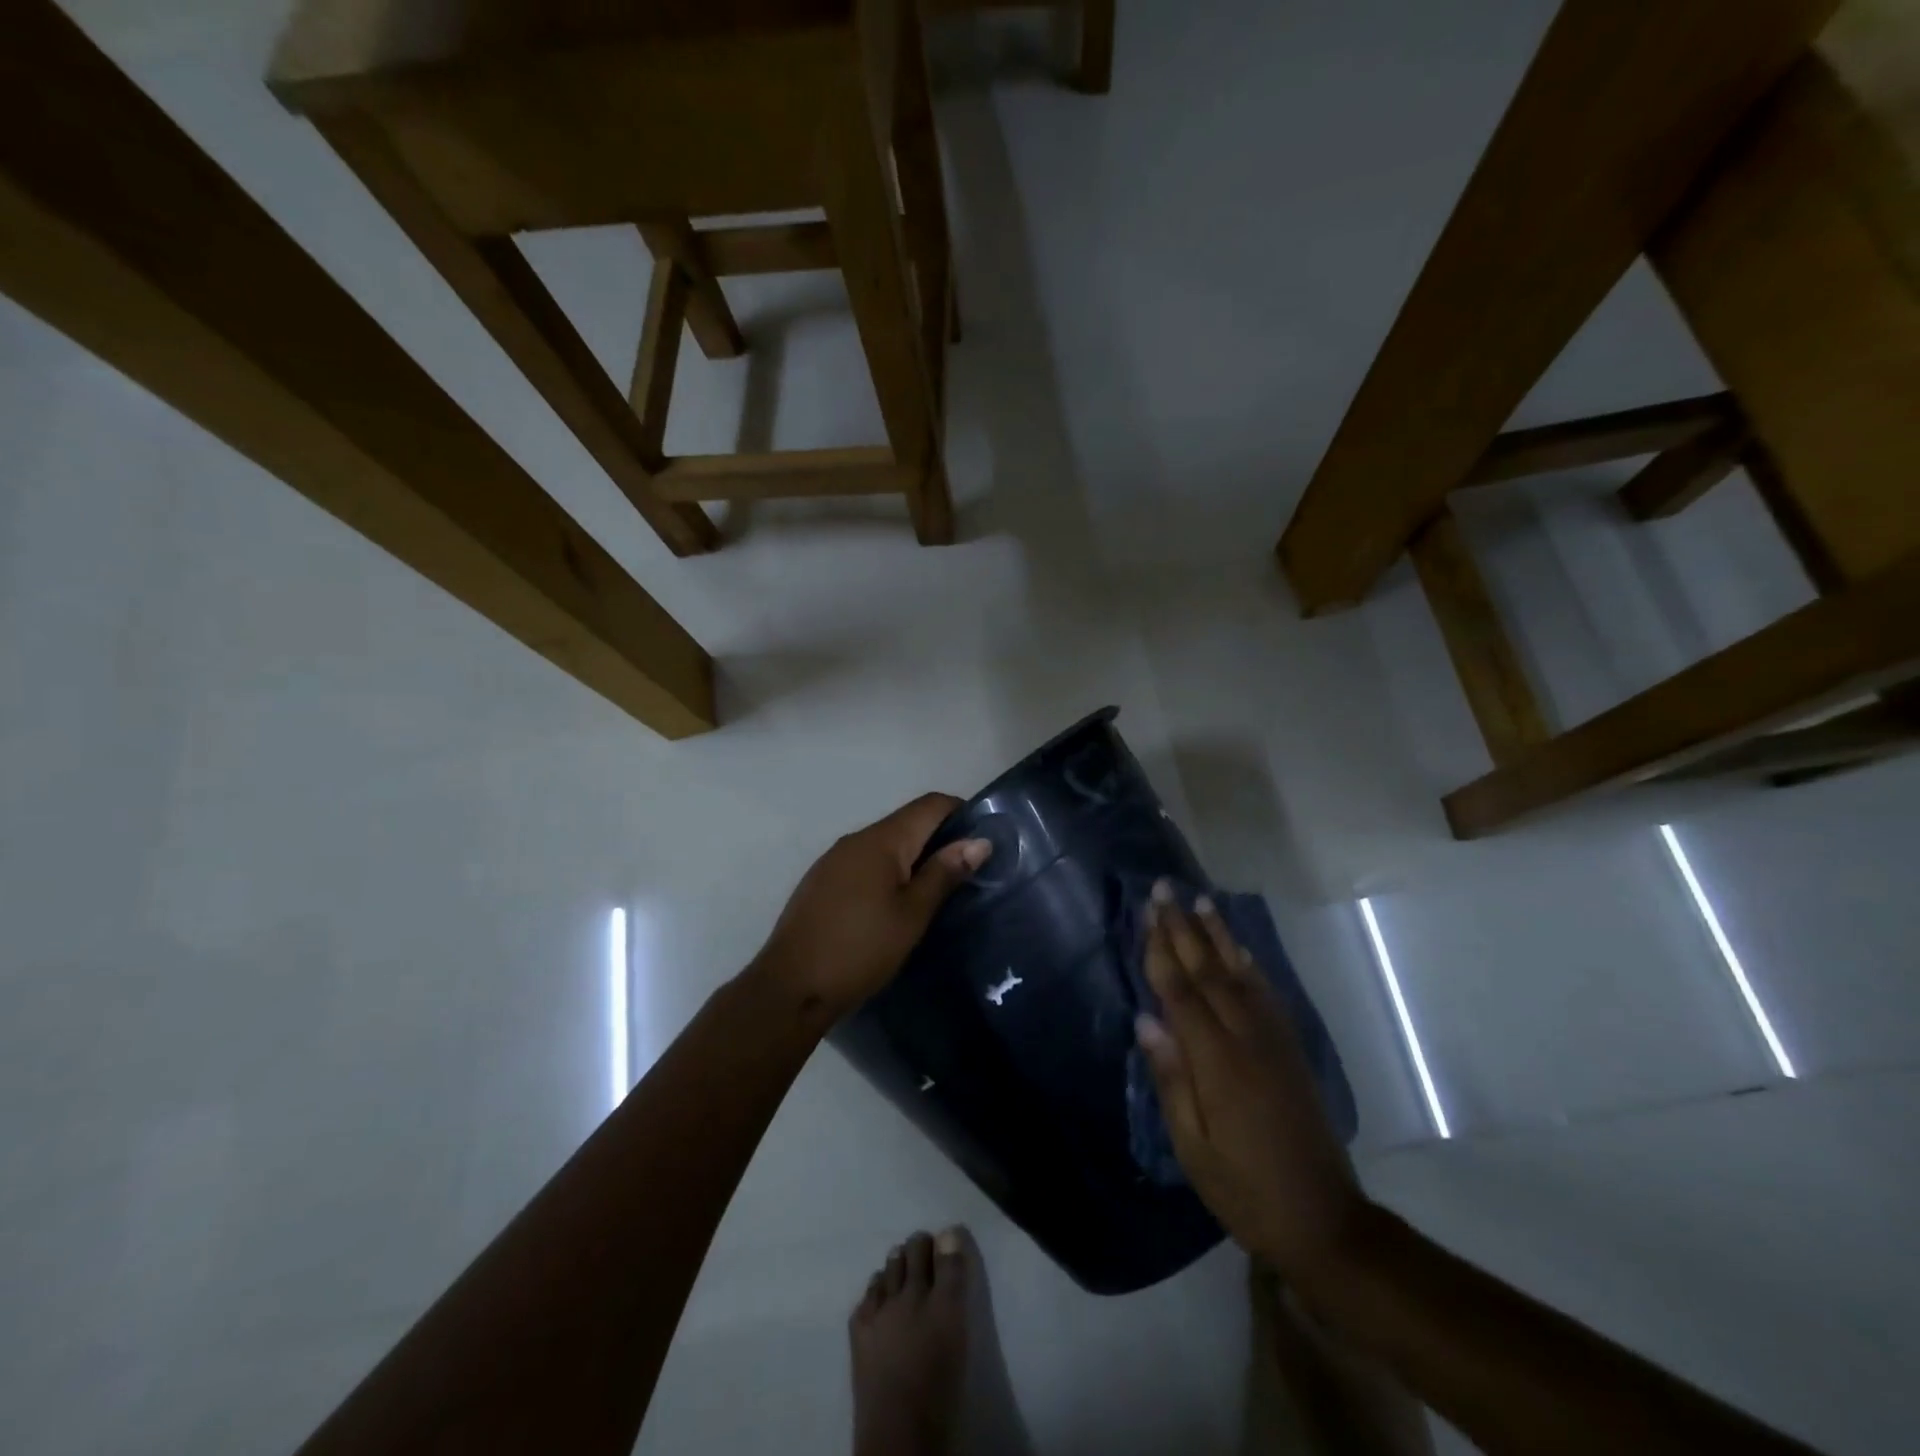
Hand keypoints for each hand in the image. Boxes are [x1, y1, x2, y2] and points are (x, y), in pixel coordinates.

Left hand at [752, 793, 991, 1022]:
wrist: (790, 987)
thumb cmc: (861, 949)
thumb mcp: (912, 914)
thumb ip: (944, 873)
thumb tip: (979, 841)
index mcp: (881, 840)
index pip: (930, 804)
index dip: (961, 813)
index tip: (984, 840)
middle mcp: (856, 839)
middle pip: (907, 822)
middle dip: (940, 838)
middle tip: (968, 871)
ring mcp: (834, 860)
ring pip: (885, 844)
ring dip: (914, 856)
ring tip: (937, 889)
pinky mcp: (822, 881)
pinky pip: (865, 863)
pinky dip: (889, 871)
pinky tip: (896, 903)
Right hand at [1135, 883, 1374, 1280]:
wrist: (1323, 1221)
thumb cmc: (1243, 1189)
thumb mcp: (1192, 1146)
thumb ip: (1171, 1078)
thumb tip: (1146, 1019)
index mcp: (1217, 1062)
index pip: (1180, 991)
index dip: (1161, 948)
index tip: (1147, 910)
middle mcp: (1247, 1038)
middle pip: (1208, 971)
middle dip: (1183, 927)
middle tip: (1165, 888)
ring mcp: (1274, 1040)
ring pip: (1240, 973)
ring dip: (1218, 935)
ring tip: (1201, 900)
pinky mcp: (1290, 1049)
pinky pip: (1266, 993)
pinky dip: (1248, 963)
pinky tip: (1238, 949)